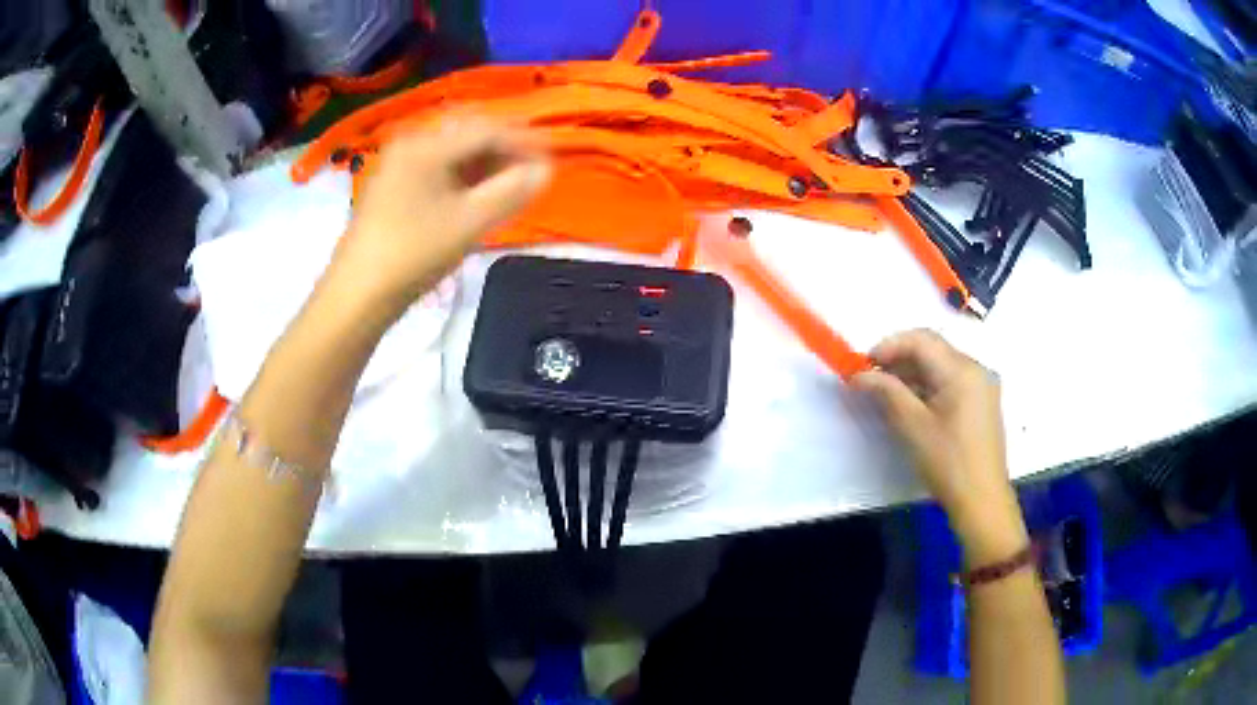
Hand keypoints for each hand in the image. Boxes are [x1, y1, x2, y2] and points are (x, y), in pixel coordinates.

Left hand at [332, 117, 551, 313]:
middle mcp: (410, 145)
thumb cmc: (413, 255)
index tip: (551, 162)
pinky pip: (437, 170)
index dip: (523, 142)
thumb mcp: (469, 223)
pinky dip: (463, 179)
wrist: (357, 295)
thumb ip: (511, 192)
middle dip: (504, 152)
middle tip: (530, 174)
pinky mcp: (392, 188)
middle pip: (468, 135)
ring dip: (484, 166)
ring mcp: (398, 167)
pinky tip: (475, 199)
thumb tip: (546, 170)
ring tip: (508, 189)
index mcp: (427, 146)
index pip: (486, 129)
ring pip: (453, 154)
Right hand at [853, 330, 1027, 565]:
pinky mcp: (982, 402)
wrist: (982, 500)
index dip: (889, 346)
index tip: (863, 365)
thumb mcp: (913, 426)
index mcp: (962, 370)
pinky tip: (912, 405)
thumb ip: (887, 393)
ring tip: (887, 394)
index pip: (921, 340)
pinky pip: (952, 381)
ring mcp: (982, 385)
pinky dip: (929, 386)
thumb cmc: (948, 463)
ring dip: (913, 374)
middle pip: (932, 349)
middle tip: (871, 380)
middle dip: (899, 359)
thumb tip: (860, 375)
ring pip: (941, 365)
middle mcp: (976, 369)